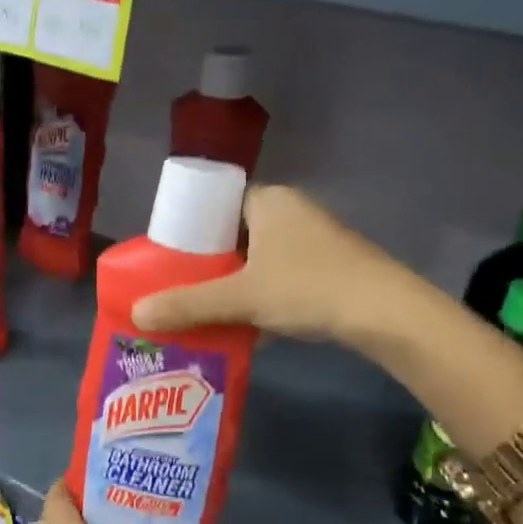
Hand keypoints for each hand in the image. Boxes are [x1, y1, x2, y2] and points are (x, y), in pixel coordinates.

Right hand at [132, 185, 391, 342]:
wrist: (385, 314)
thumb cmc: (308, 288)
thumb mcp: (241, 297)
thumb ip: (188, 305)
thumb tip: (137, 314)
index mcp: (269, 200)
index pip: (218, 204)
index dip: (191, 228)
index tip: (171, 256)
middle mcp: (292, 210)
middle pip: (236, 233)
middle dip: (210, 262)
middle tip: (181, 287)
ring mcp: (315, 239)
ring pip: (260, 258)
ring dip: (236, 282)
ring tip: (206, 308)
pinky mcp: (331, 267)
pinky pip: (282, 275)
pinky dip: (263, 294)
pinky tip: (247, 323)